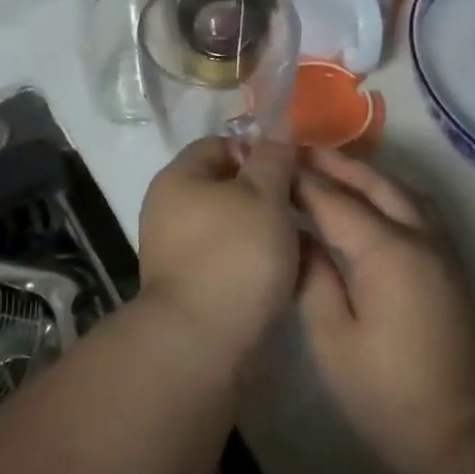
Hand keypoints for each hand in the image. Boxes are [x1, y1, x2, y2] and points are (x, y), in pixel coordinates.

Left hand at [138, 137, 302, 368]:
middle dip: (266, 192)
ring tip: (302, 239)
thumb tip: (277, 133)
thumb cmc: (234, 254)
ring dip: (266, 229)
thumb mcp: (263, 195)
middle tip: (304, 202)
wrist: (203, 340)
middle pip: (226, 186)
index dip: (257, 149)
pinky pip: (229, 259)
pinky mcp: (192, 285)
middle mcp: (170, 210)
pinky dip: (255, 260)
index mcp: (178, 178)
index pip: (219, 144)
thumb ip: (273, 159)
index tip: (292, 167)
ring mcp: (178, 250)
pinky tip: (286, 271)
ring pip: (232, 225)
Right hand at [296, 149, 474, 473]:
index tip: (269, 162)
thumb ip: (311, 274)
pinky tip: (367, 199)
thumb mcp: (330, 335)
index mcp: (387, 252)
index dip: (300, 180)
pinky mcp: (448, 265)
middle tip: (296, 149)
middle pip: (375, 183)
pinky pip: (418, 209)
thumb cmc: (382, 391)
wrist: (455, 434)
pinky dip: (388, 192)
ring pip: (402, 191)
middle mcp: (420, 238)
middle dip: (335, 164)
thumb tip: (295, 233)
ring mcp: (441, 250)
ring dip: (365, 173)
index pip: (335, 200)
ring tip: (328, 167)